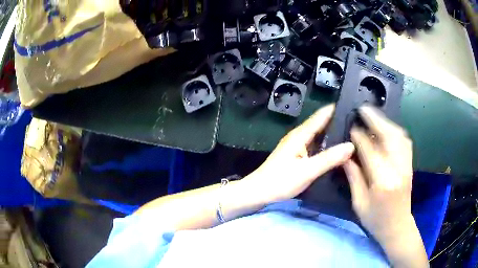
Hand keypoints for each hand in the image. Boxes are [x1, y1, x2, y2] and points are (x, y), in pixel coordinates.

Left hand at [245, 104, 354, 203]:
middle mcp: (299, 136)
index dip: (336, 109)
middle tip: (357, 123)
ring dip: (332, 134)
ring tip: (352, 134)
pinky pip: (315, 145)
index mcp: (301, 134)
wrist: (258, 192)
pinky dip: (326, 144)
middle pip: (321, 124)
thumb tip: (351, 146)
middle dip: (338, 121)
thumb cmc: (280, 181)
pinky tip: (336, 150)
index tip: (353, 106)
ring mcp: (297, 145)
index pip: (321, 115)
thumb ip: (329, 159)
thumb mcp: (308, 171)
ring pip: (318, 135)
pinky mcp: (297, 155)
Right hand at [344, 106, 418, 248]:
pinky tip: (388, 128)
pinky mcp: (409, 164)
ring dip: (386, 122)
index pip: (370, 151)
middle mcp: (398, 169)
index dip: (359, 137)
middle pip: (389, 137)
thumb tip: (345, 155)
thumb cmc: (376, 219)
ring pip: (399, 135)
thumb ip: (354, 177)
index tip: (351, 127)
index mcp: (382, 182)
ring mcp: (406, 165)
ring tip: (373, 115)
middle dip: (376, 120)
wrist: (397, 226)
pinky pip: (404, 141)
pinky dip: (395, 130)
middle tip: (363, 109)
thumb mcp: (359, 203)